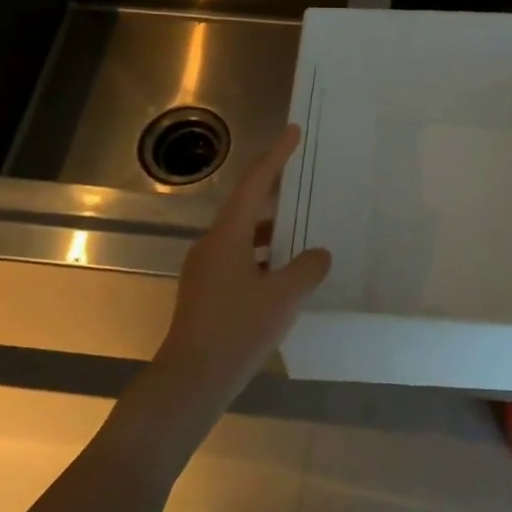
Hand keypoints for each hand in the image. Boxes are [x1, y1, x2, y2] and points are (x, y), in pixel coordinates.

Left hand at [154, 124, 331, 405]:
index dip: (275, 156)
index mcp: (227, 235)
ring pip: (243, 235)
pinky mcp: (206, 291)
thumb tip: (319, 254)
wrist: (191, 379)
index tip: (293, 133)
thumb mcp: (282, 298)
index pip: (254, 184)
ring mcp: (206, 269)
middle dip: (275, 191)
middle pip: (246, 206)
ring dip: (271, 229)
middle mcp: (212, 244)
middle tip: (303, 179)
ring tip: (302, 229)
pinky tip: (283, 273)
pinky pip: (240, 258)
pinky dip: (263, 255)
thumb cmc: (236, 330)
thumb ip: (306, 270)